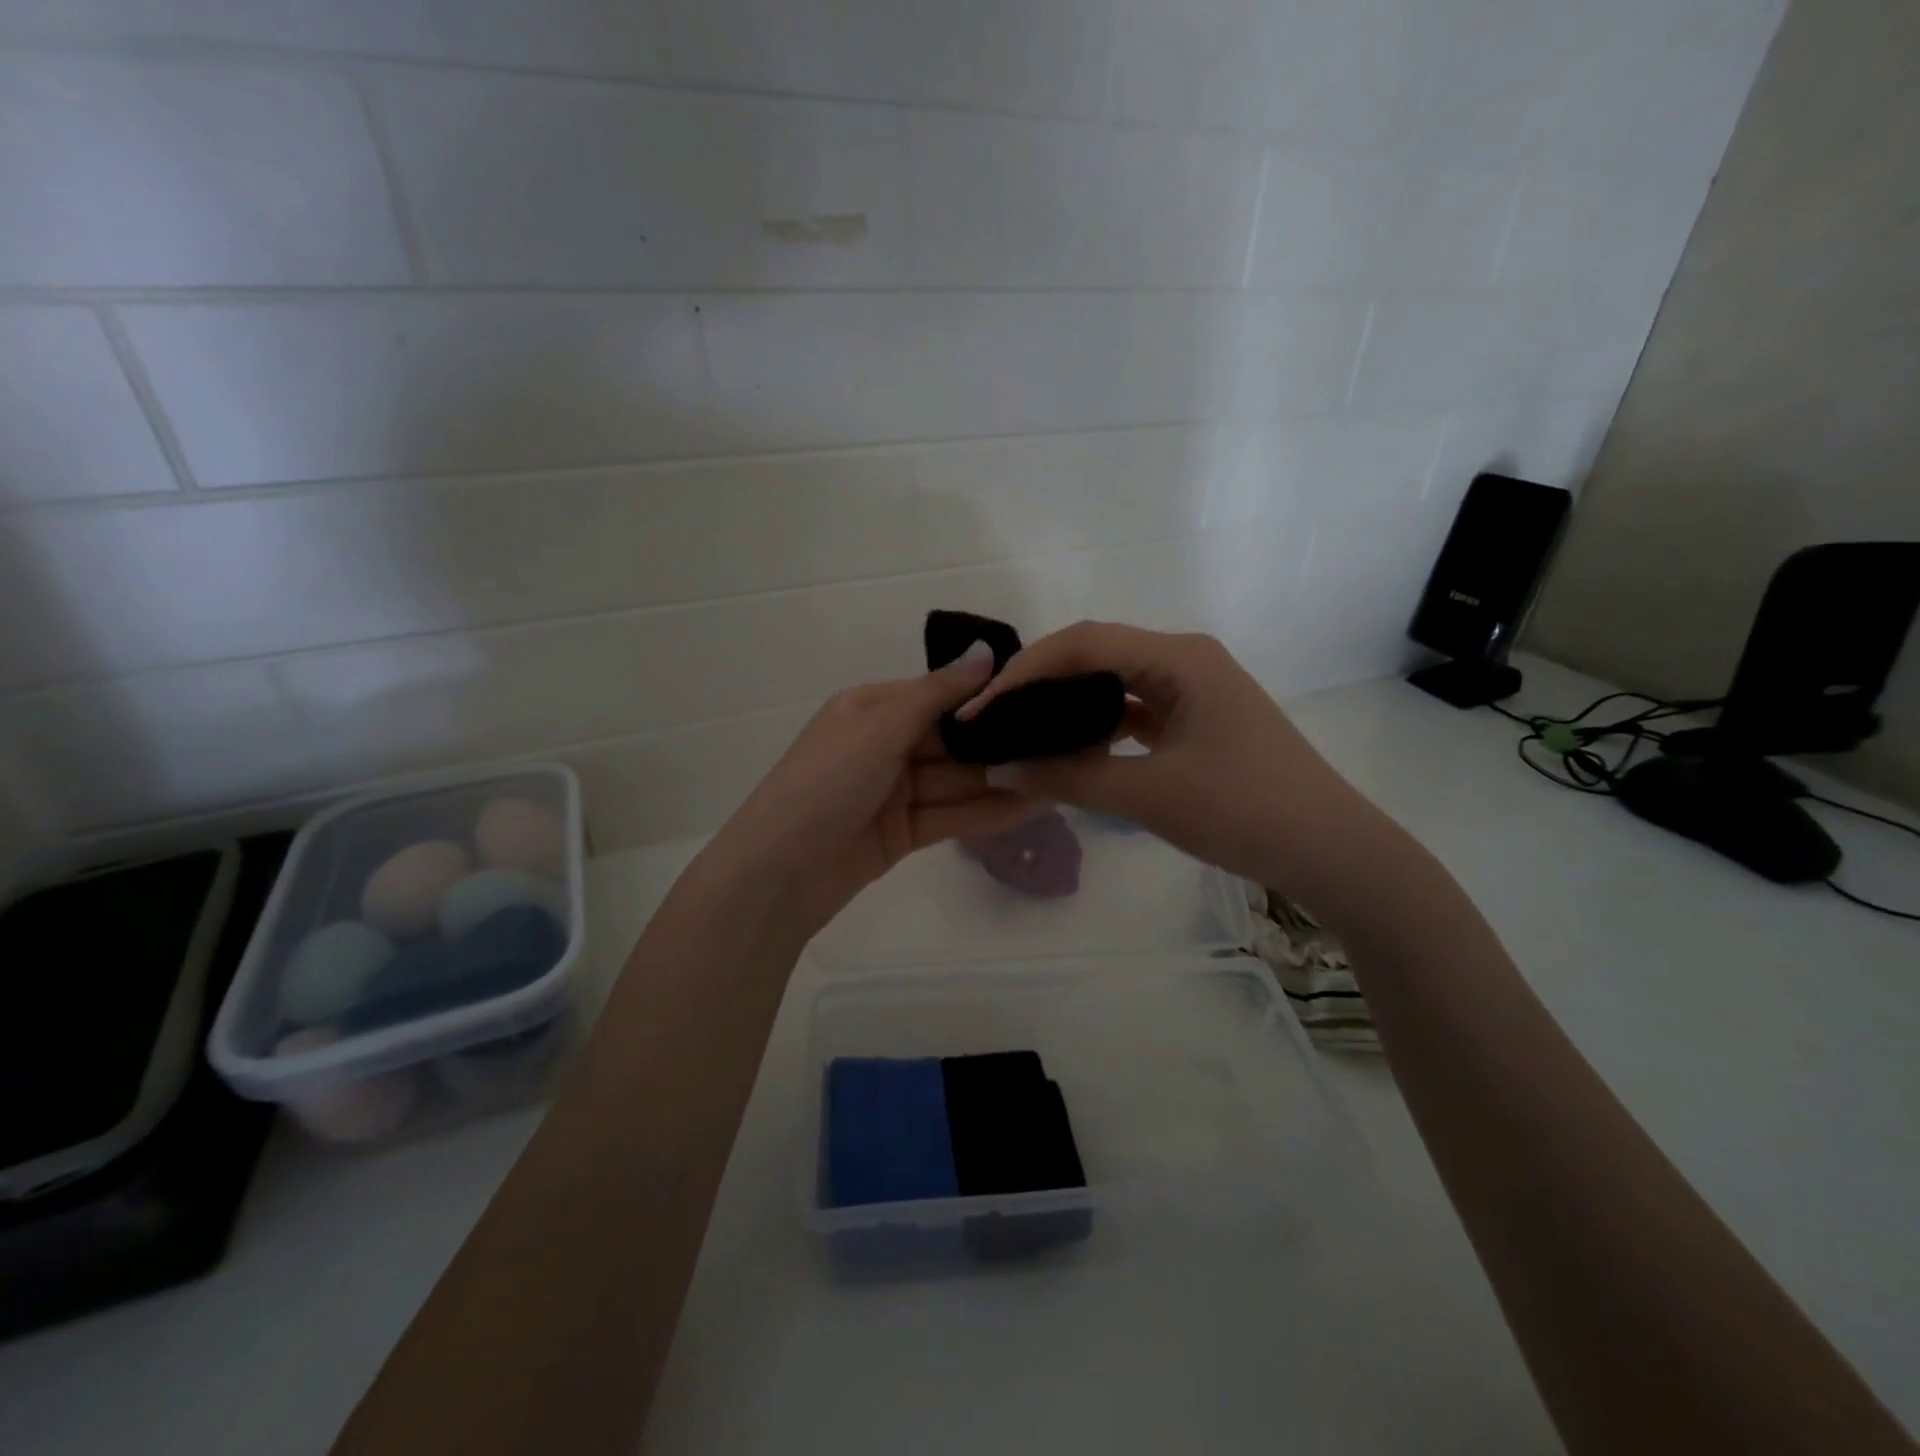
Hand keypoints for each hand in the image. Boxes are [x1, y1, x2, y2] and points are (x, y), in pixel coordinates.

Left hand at [701, 642, 1043, 934]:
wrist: (777, 875)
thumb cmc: (824, 784)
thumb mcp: (878, 729)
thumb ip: (936, 694)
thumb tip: (985, 650)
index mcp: (870, 710)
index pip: (936, 694)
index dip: (983, 695)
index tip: (1036, 694)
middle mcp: (883, 746)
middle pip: (950, 740)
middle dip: (998, 742)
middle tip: (1058, 739)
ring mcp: (893, 793)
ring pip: (955, 781)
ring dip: (1000, 779)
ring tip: (1057, 773)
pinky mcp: (902, 834)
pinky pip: (950, 816)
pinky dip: (986, 812)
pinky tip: (1031, 805)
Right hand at [959, 622, 1375, 899]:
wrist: (1331, 851)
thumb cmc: (1243, 811)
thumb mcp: (1148, 794)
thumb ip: (1068, 778)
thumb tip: (998, 770)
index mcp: (1179, 657)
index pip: (1083, 643)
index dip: (1025, 671)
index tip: (982, 708)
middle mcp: (1185, 659)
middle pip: (1096, 654)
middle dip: (1041, 683)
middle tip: (994, 717)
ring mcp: (1194, 689)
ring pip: (1114, 683)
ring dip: (1068, 704)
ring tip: (1022, 730)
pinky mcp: (1197, 720)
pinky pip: (1135, 710)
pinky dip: (1099, 726)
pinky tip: (1071, 749)